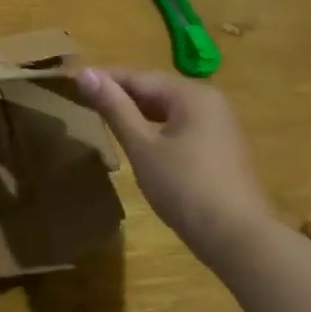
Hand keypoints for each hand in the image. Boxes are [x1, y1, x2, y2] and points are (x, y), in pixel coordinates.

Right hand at [74, 68, 278, 257]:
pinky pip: (181, 126)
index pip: (138, 77)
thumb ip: (114, 108)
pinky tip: (139, 142)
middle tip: (83, 101)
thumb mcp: (142, 147)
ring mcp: (220, 125)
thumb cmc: (185, 187)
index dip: (103, 79)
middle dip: (120, 95)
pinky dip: (156, 128)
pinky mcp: (222, 148)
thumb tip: (84, 73)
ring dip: (137, 112)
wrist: (239, 238)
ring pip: (168, 109)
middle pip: (155, 90)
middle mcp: (210, 100)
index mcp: (191, 94)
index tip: (72, 82)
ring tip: (104, 119)